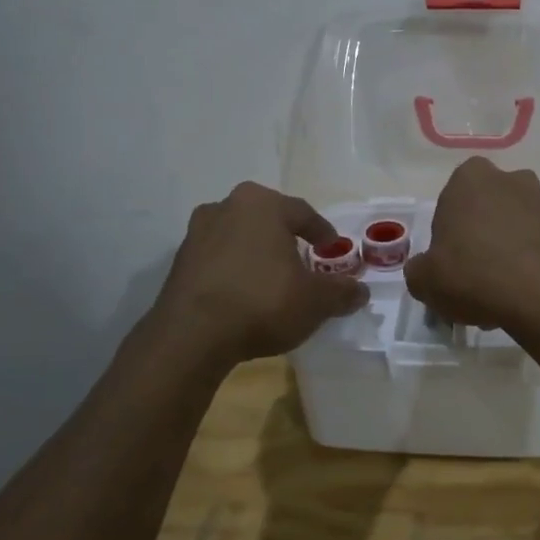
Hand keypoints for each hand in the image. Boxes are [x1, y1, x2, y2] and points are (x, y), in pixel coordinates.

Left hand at [150, 182, 368, 366]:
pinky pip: (218, 259)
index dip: (321, 231)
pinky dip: (234, 270)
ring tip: (272, 277)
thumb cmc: (262, 302)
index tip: (331, 246)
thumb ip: (342, 292)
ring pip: (239, 237)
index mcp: (262, 204)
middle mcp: (226, 207)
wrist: (192, 336)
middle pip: (267, 219)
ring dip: (256, 252)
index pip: (302, 212)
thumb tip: (361, 291)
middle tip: (302, 258)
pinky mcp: (179, 262)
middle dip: (285, 237)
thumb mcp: (316, 301)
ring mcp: (197, 233)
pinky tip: (244, 293)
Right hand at [404, 157, 539, 331]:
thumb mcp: (424, 280)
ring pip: (510, 228)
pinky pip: (533, 245)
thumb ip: (419, 269)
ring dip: (502, 252)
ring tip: (495, 294)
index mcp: (470, 178)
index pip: (450, 200)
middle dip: (477, 238)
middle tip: (470, 276)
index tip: (448, 260)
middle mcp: (509, 180)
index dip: (446, 232)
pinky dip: (525, 264)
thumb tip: (426, 269)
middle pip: (484, 211)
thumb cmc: (474, 275)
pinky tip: (517, 295)